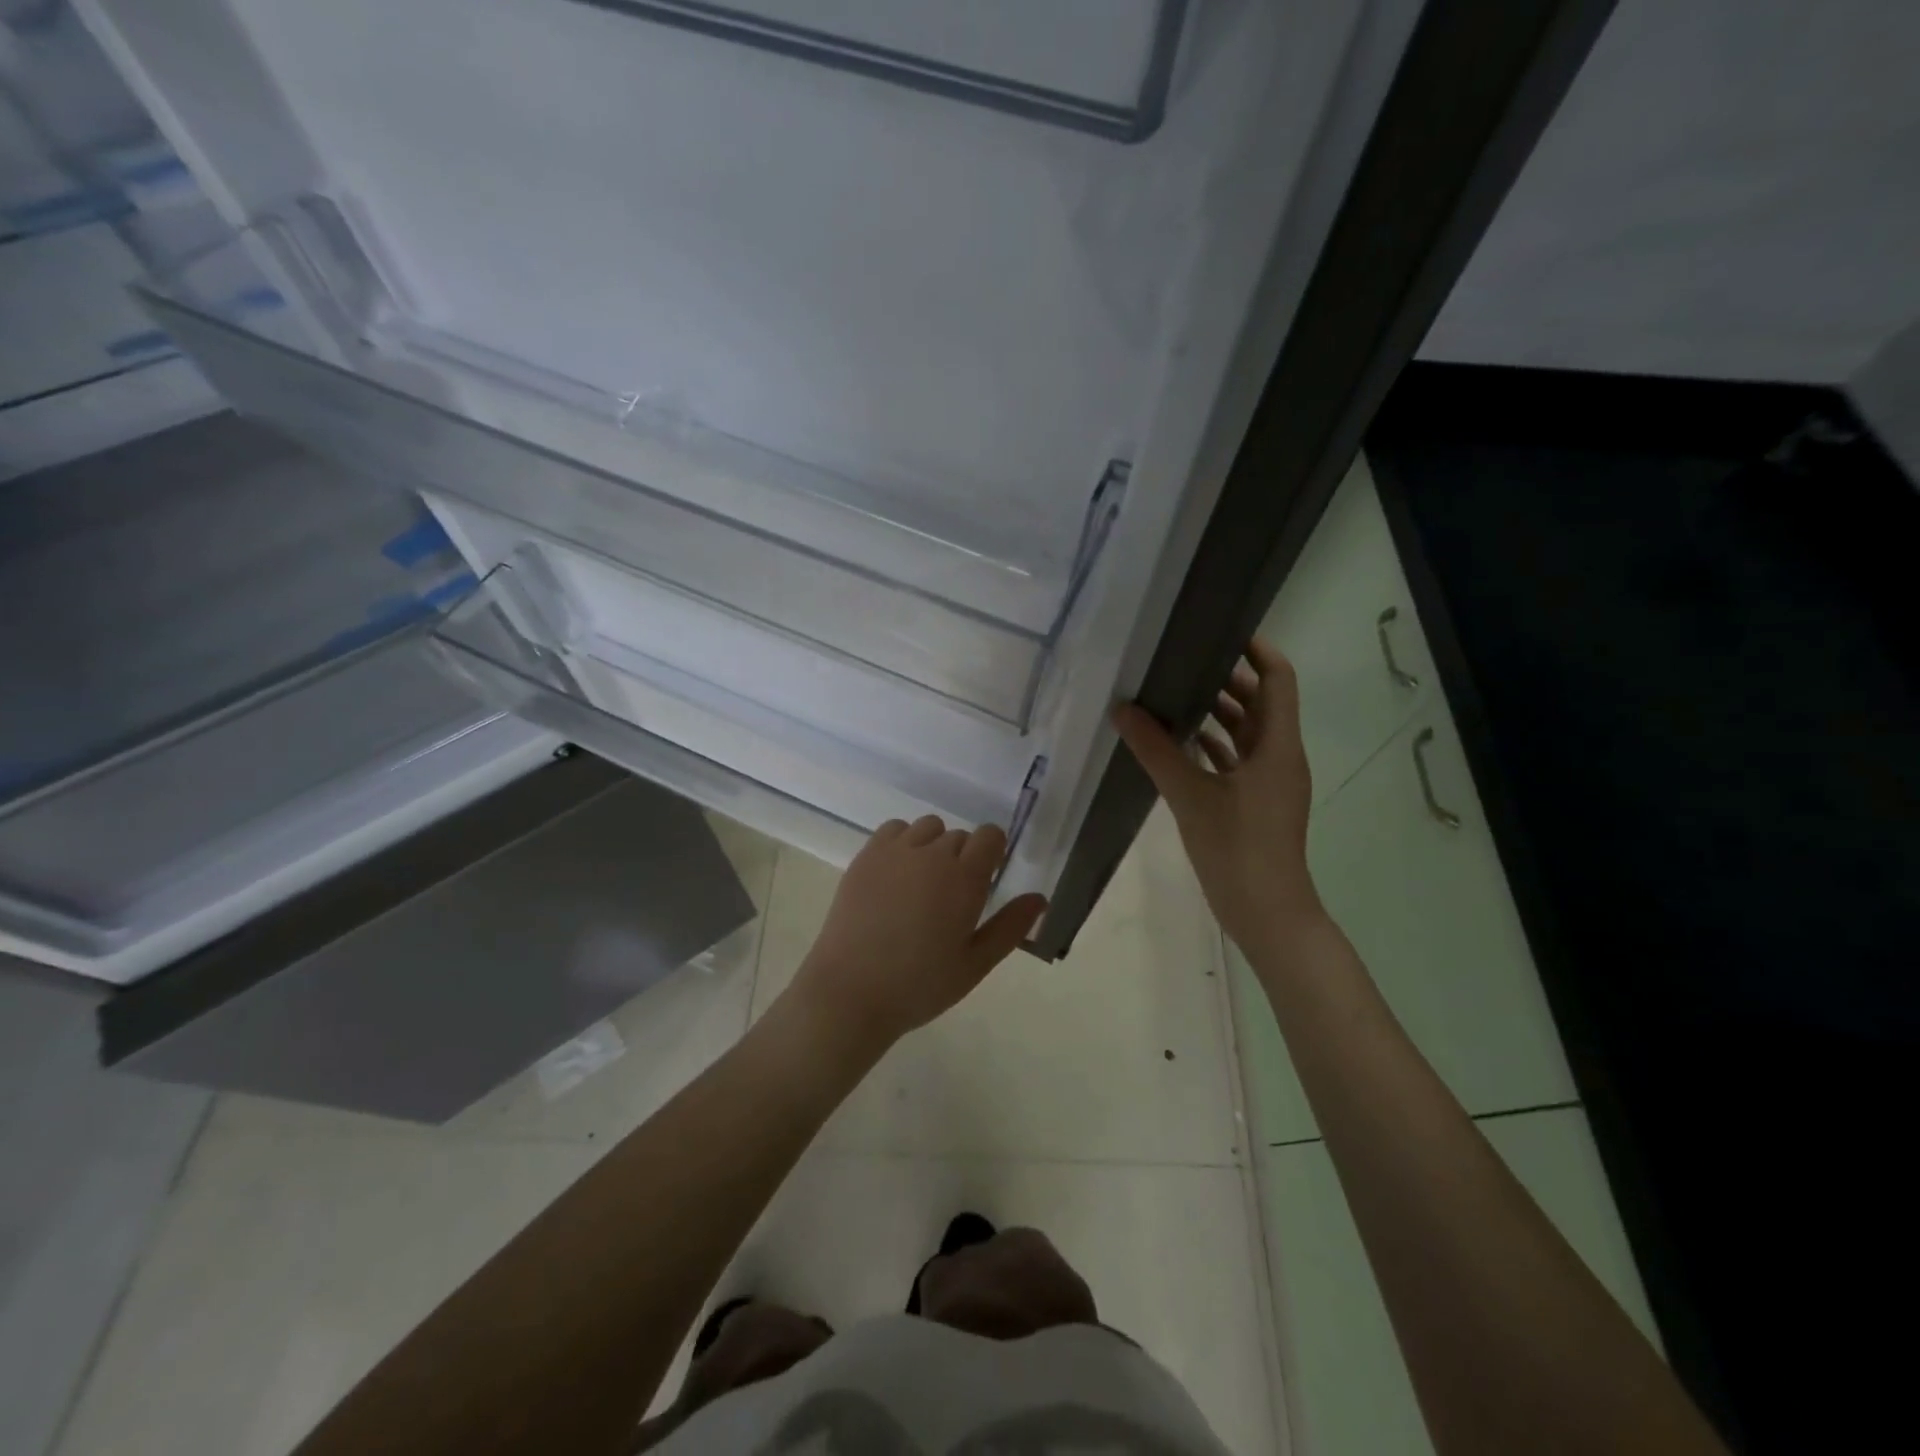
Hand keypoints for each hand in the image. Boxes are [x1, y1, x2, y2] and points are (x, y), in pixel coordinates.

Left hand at [787, 817, 1047, 1055]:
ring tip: (922, 886)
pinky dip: (903, 842)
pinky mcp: (866, 856)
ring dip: (933, 847)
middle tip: (951, 900)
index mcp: (965, 878)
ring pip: (928, 827)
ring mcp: (895, 851)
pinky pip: (894, 829)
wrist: (850, 992)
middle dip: (963, 859)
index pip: (990, 836)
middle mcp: (932, 853)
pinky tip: (897, 876)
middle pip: (960, 836)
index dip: (993, 854)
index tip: (985, 883)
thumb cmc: (920, 985)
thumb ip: (1010, 926)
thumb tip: (1039, 897)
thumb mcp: (975, 963)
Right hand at [1114, 639, 1325, 955]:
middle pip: (1261, 702)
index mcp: (1277, 746)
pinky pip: (1236, 760)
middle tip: (1181, 661)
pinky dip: (1213, 745)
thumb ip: (1156, 750)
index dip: (1257, 650)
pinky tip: (1177, 742)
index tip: (1220, 631)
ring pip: (1247, 733)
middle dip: (1227, 679)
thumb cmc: (1237, 849)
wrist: (1266, 913)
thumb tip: (1123, 709)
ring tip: (1173, 694)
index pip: (1278, 679)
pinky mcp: (1255, 802)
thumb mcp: (1190, 796)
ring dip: (1218, 713)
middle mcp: (1279, 757)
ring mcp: (1269, 782)